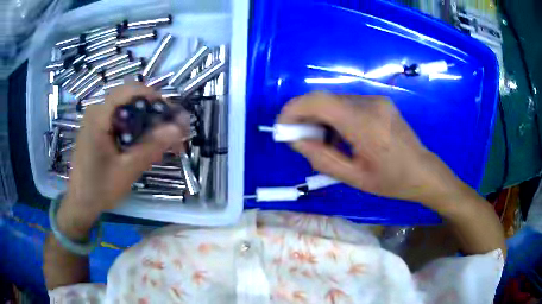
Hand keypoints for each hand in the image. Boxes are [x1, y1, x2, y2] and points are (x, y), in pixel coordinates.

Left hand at [59, 83, 189, 235]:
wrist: (80, 203)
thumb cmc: (100, 188)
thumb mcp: (127, 169)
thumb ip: (151, 146)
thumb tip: (178, 128)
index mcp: (99, 116)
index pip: (130, 90)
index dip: (154, 97)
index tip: (170, 114)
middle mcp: (96, 111)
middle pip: (130, 99)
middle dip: (152, 111)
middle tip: (169, 131)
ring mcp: (95, 120)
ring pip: (126, 109)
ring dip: (145, 121)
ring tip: (159, 142)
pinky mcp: (96, 129)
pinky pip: (119, 120)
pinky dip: (134, 128)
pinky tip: (142, 146)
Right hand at [277, 92, 462, 205]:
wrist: (423, 171)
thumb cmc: (391, 181)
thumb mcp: (353, 178)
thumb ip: (321, 158)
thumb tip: (295, 139)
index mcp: (365, 124)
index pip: (319, 101)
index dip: (293, 109)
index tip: (282, 127)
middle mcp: (369, 103)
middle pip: (324, 99)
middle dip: (304, 116)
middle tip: (300, 139)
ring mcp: (376, 99)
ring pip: (334, 101)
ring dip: (320, 117)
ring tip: (323, 142)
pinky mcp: (378, 101)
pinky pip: (347, 103)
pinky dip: (335, 116)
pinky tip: (341, 135)